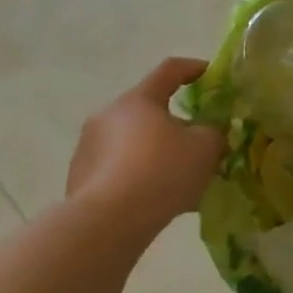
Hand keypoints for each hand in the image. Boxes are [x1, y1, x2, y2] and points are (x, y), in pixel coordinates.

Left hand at [66, 59, 225, 234]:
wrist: (107, 224)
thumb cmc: (162, 171)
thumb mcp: (206, 146)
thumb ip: (214, 132)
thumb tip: (209, 132)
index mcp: (139, 100)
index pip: (169, 70)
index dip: (193, 68)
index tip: (210, 74)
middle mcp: (107, 117)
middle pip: (148, 110)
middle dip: (175, 122)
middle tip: (198, 140)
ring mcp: (88, 149)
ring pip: (133, 143)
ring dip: (155, 152)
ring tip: (179, 178)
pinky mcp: (79, 181)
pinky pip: (118, 170)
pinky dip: (139, 177)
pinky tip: (158, 199)